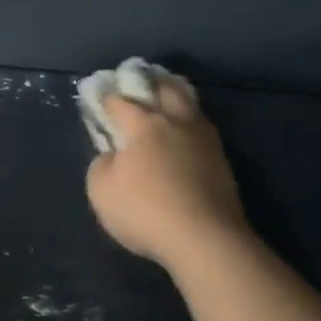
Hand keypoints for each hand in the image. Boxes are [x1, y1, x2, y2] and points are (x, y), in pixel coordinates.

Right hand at [85, 80, 248, 270]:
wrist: (204, 238)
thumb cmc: (145, 211)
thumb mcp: (101, 191)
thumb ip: (102, 166)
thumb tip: (112, 156)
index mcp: (143, 125)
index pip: (120, 102)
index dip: (106, 98)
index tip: (98, 97)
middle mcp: (176, 122)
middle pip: (165, 89)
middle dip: (150, 82)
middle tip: (140, 81)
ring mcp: (204, 139)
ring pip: (190, 105)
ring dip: (176, 96)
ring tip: (167, 98)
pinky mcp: (221, 160)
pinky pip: (202, 128)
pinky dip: (190, 123)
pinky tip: (185, 132)